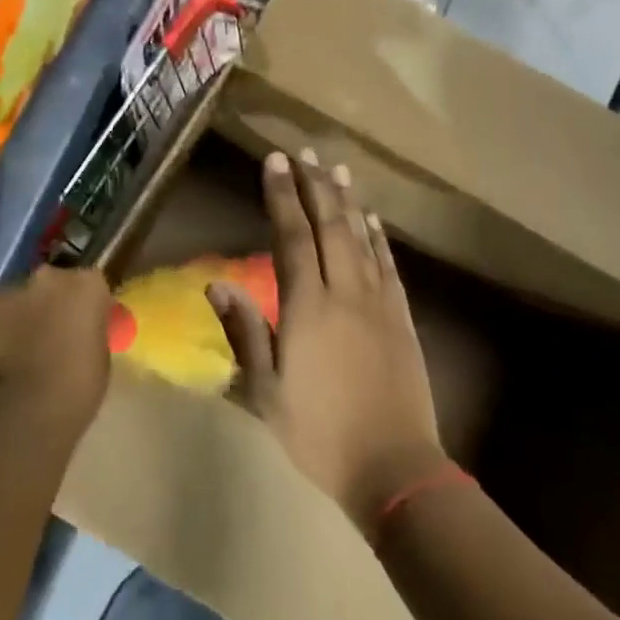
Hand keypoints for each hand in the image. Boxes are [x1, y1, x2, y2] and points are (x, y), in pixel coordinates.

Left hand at [0, 266, 113, 433]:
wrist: (22, 412)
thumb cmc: (75, 388)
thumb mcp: (98, 357)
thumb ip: (85, 332)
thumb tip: (74, 334)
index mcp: (85, 285)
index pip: (89, 285)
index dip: (84, 306)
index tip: (82, 326)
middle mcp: (47, 277)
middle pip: (49, 285)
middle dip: (47, 305)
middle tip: (47, 338)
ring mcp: (7, 292)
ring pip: (14, 301)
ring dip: (16, 319)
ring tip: (14, 356)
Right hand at [211, 150, 446, 535]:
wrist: (393, 466)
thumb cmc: (319, 433)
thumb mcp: (266, 391)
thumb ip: (244, 331)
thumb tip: (217, 283)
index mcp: (307, 306)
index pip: (292, 236)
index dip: (282, 196)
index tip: (275, 163)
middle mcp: (344, 291)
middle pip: (329, 225)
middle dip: (314, 186)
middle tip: (304, 153)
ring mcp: (378, 301)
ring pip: (360, 237)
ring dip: (347, 201)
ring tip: (336, 169)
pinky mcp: (402, 316)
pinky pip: (388, 264)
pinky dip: (378, 237)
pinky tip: (372, 220)